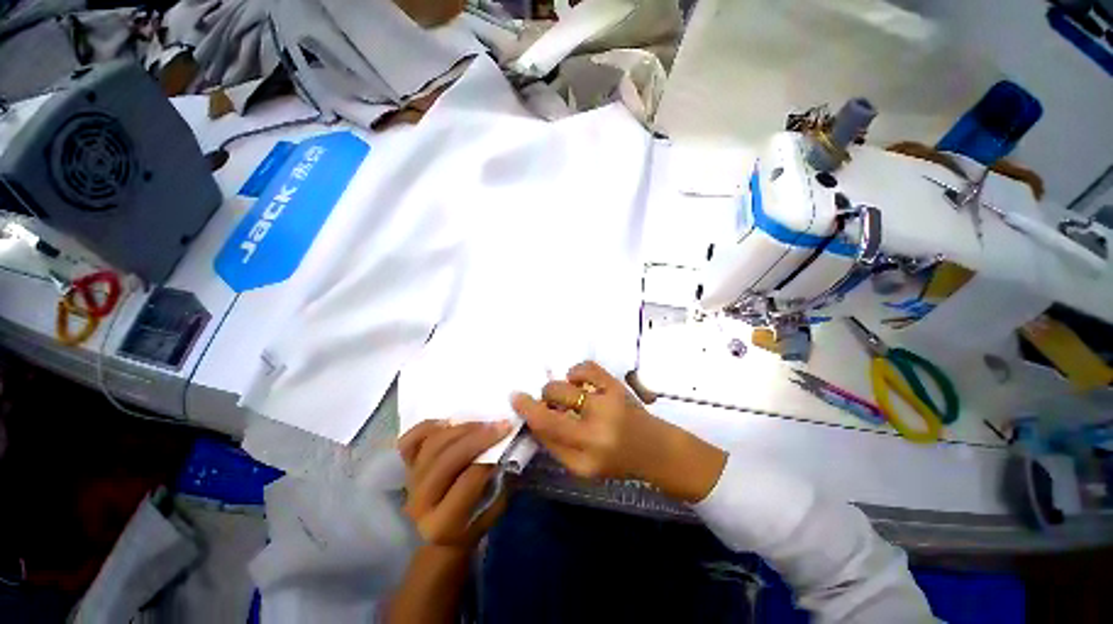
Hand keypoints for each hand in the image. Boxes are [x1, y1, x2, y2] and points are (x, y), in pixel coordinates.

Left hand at [398, 420, 512, 547]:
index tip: (508, 438)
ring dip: (461, 429)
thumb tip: (506, 445)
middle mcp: (420, 504)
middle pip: (447, 460)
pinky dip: (428, 427)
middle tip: (501, 424)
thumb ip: (499, 477)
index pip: (467, 481)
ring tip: (482, 422)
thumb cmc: (477, 519)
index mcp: (444, 524)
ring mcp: (410, 484)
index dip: (489, 457)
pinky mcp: (405, 469)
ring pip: (432, 446)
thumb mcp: (496, 505)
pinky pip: (409, 442)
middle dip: (477, 438)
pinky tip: (448, 421)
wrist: (443, 535)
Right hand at [511, 361, 727, 502]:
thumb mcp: (582, 468)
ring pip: (567, 381)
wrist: (655, 449)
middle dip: (545, 397)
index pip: (546, 423)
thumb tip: (533, 419)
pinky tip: (580, 384)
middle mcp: (597, 423)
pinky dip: (576, 373)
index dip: (527, 407)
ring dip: (560, 387)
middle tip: (552, 404)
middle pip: (554, 395)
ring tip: (570, 396)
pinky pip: (587, 368)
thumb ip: (554, 445)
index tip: (516, 396)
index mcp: (586, 451)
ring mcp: (610, 400)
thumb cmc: (617, 463)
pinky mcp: (618, 386)